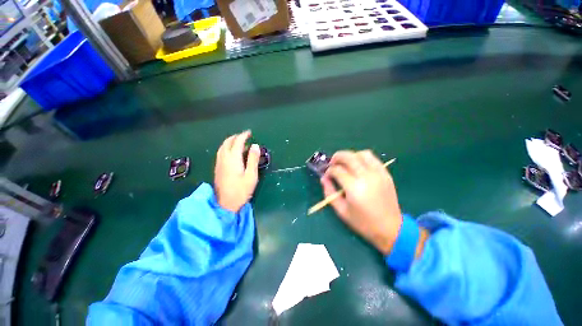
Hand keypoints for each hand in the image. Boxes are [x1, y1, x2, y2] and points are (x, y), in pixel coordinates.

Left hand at [214, 131, 259, 211]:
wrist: (225, 204)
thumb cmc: (241, 190)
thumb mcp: (251, 175)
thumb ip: (253, 159)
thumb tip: (255, 145)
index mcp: (233, 159)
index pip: (237, 142)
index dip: (243, 136)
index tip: (249, 133)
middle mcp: (224, 159)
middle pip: (227, 142)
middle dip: (236, 137)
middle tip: (245, 136)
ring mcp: (219, 164)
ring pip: (222, 147)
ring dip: (230, 141)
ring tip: (239, 142)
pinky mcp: (218, 168)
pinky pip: (221, 153)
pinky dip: (227, 148)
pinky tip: (232, 152)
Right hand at [321, 150, 402, 254]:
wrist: (390, 228)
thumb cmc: (362, 222)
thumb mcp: (341, 210)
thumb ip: (329, 192)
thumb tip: (324, 178)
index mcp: (354, 188)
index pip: (337, 170)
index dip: (329, 170)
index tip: (327, 174)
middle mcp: (367, 177)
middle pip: (349, 157)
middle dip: (337, 157)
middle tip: (332, 162)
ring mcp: (378, 174)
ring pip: (362, 154)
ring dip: (351, 155)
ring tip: (345, 163)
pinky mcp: (386, 174)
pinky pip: (373, 159)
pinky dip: (362, 158)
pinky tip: (358, 165)